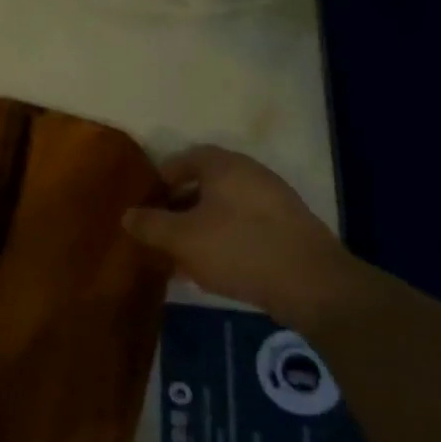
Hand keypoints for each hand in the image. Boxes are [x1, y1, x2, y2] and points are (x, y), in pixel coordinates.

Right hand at [121, 146, 353, 322]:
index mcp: (225, 166)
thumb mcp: (181, 238)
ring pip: (225, 208)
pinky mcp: (289, 228)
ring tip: (182, 255)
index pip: (185, 158)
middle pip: (206, 183)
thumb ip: (150, 224)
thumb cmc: (237, 249)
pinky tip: (213, 269)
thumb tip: (128, 214)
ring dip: (201, 226)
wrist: (312, 284)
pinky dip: (225, 239)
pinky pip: (245, 226)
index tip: (147, 202)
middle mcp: (252, 175)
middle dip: (179, 206)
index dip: (162, 177)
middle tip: (160, 230)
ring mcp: (275, 201)